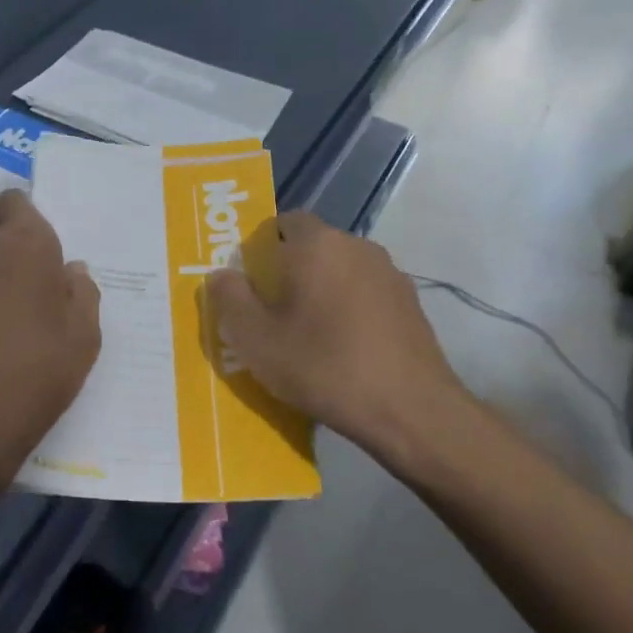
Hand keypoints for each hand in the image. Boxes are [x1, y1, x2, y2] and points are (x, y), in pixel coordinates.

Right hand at [206, 211, 472, 467]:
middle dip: (289, 272)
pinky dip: (349, 310)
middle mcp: (356, 246)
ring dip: (321, 292)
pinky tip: (343, 349)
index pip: (283, 222)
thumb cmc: (324, 367)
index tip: (249, 284)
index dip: (260, 248)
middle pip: (312, 247)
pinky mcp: (410, 304)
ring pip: (340, 272)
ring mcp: (389, 274)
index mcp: (318, 244)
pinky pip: (365, 294)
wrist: (411, 410)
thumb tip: (221, 274)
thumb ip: (230, 299)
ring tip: (307, 335)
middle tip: (270, 313)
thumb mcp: (256, 340)